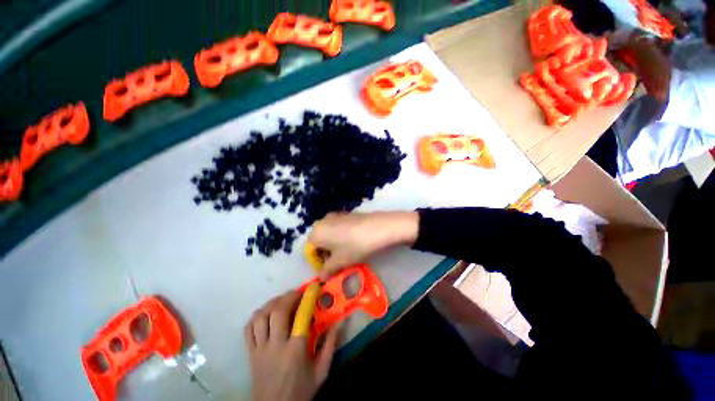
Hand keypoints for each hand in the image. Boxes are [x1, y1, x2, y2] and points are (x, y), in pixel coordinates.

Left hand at [245, 291, 338, 400]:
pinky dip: (256, 316)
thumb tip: (339, 322)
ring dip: (272, 303)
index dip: (307, 298)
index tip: (313, 287)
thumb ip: (330, 345)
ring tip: (282, 300)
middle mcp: (275, 346)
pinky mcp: (250, 354)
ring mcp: (259, 350)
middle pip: (277, 312)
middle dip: (288, 296)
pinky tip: (266, 313)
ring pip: (260, 317)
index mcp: (295, 351)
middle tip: (298, 292)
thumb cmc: (301, 391)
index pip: (300, 317)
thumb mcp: (321, 371)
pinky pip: (248, 329)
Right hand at [308, 211, 418, 277]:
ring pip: (329, 234)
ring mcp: (335, 215)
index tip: (329, 269)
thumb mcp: (340, 262)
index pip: (310, 250)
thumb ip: (327, 271)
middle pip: (319, 241)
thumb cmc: (355, 246)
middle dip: (326, 254)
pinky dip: (341, 237)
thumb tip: (321, 277)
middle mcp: (322, 221)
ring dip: (334, 246)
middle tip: (339, 263)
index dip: (318, 262)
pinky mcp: (347, 214)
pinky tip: (354, 242)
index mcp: (316, 232)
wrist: (379, 228)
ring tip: (348, 253)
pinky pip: (338, 228)